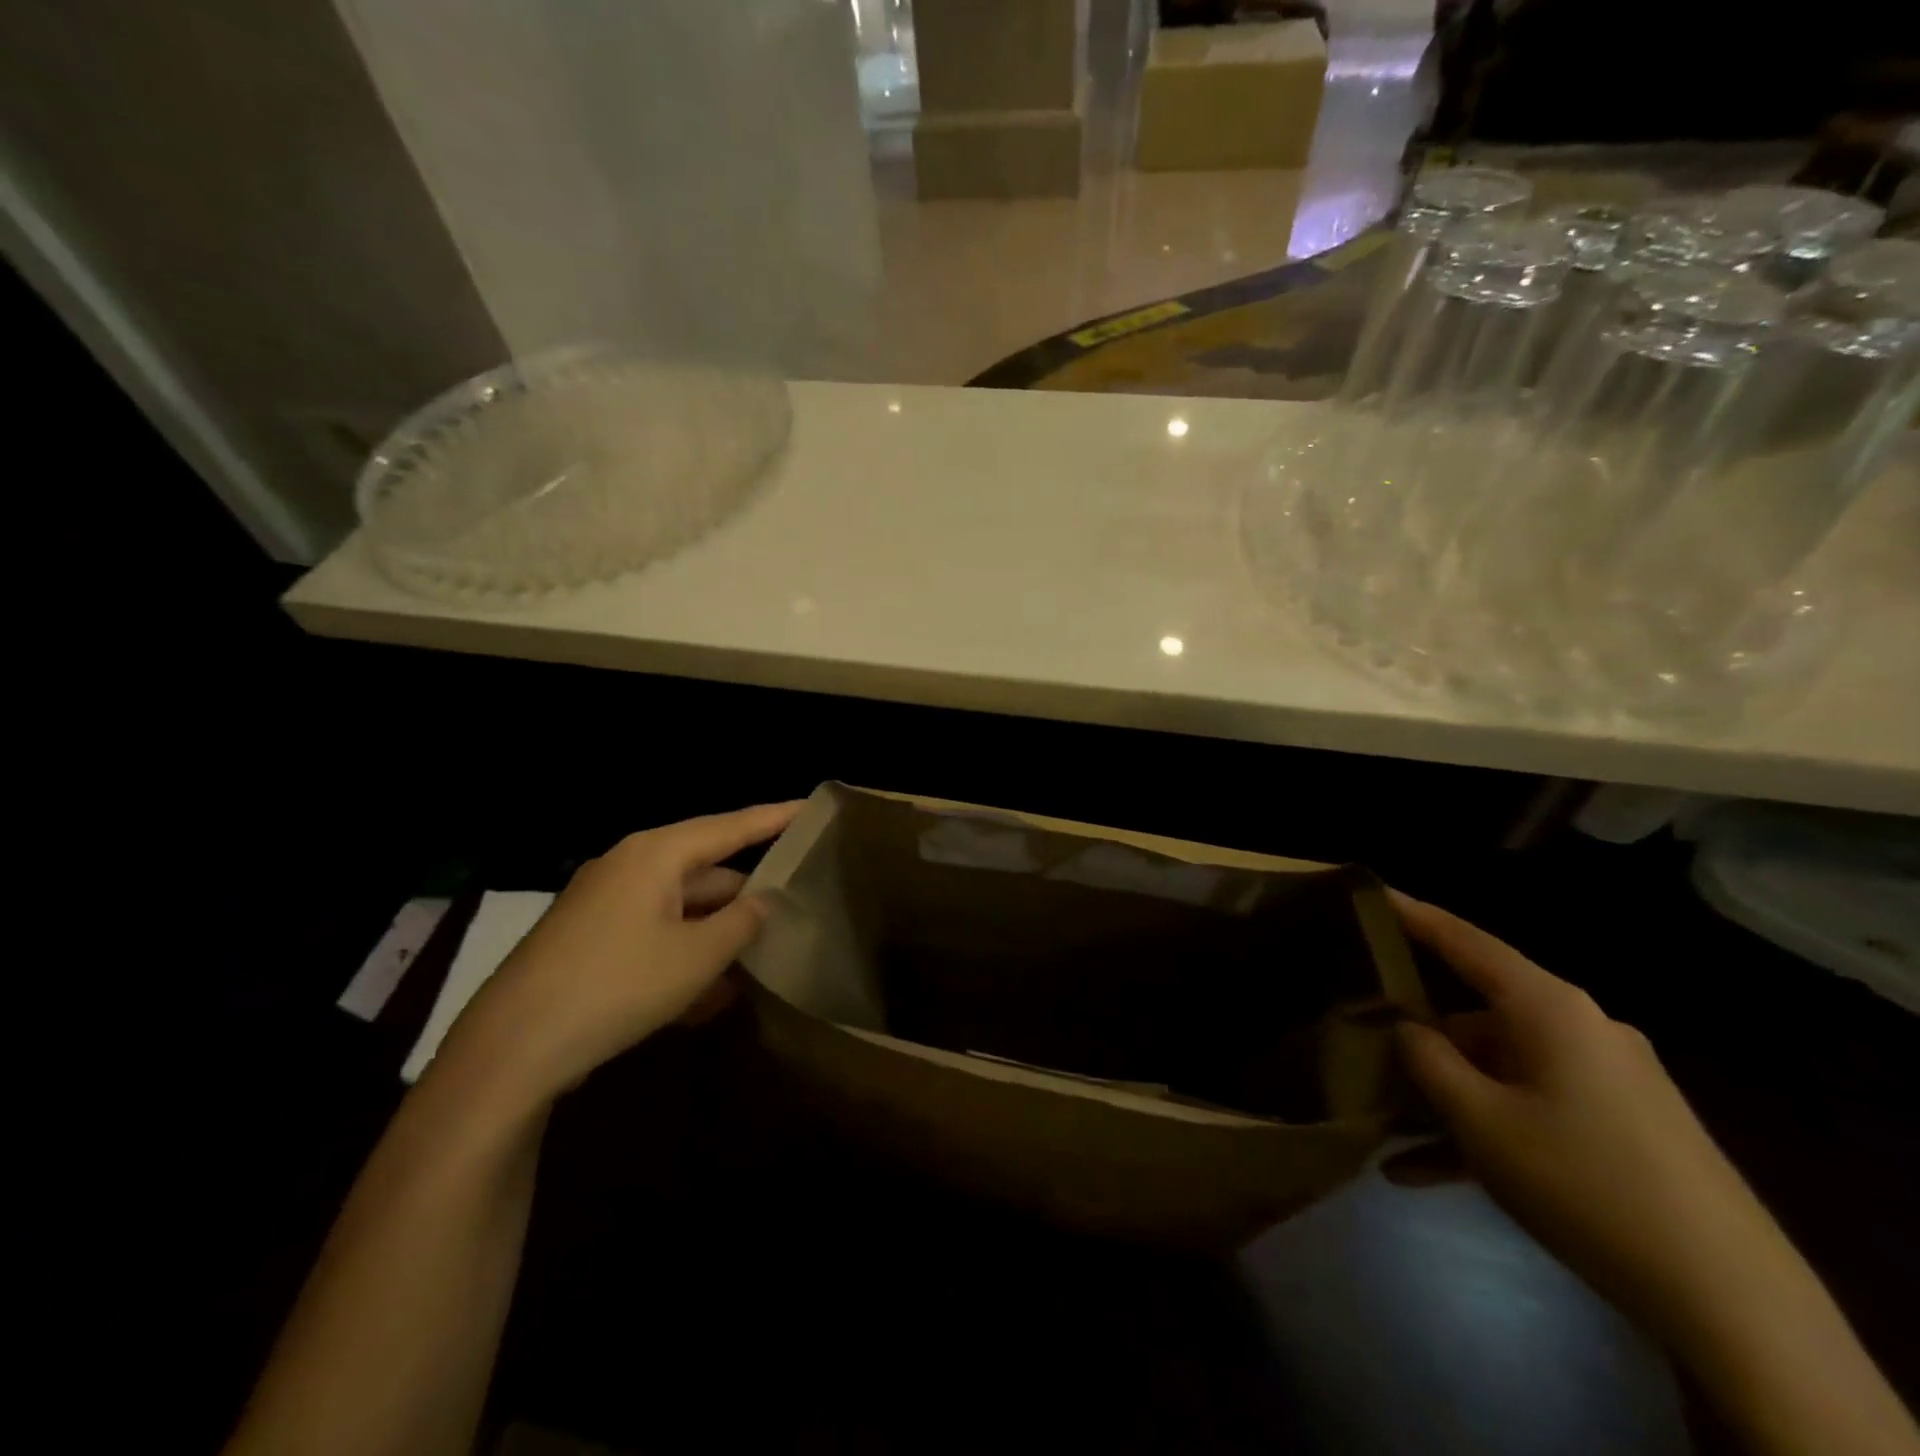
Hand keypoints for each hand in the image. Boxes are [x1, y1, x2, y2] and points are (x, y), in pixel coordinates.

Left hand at [438, 801, 801, 1109]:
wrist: (511, 1049)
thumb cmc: (618, 985)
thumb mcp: (698, 957)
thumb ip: (742, 922)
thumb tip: (762, 902)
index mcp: (656, 854)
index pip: (731, 826)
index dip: (774, 817)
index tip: (810, 806)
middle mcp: (629, 868)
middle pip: (706, 871)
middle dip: (746, 896)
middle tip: (792, 911)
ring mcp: (604, 905)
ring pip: (680, 909)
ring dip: (716, 936)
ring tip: (758, 966)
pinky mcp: (589, 942)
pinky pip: (652, 937)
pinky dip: (683, 958)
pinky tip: (709, 999)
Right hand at [1390, 891, 1792, 1336]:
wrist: (1735, 1303)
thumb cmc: (1584, 1182)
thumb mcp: (1480, 1120)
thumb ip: (1427, 1060)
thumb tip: (1404, 1027)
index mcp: (1549, 1008)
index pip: (1466, 942)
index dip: (1414, 915)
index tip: (1370, 893)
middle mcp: (1580, 1028)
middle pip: (1478, 1014)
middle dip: (1420, 1038)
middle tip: (1362, 1048)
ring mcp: (1606, 1078)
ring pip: (1500, 1069)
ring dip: (1447, 1099)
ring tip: (1387, 1134)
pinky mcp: (1622, 1125)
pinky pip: (1532, 1108)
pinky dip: (1485, 1131)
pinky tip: (1428, 1174)